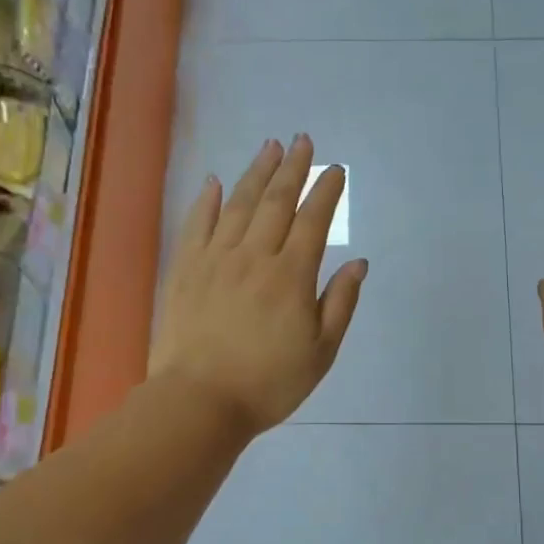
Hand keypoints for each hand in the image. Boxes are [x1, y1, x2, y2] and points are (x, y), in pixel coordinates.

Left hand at [151, 135, 367, 436]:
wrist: (199, 402)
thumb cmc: (269, 383)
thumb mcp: (321, 352)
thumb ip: (340, 303)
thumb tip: (358, 262)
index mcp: (291, 276)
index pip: (313, 221)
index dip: (326, 192)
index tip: (336, 170)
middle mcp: (254, 256)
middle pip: (276, 202)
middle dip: (292, 169)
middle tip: (302, 141)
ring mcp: (215, 260)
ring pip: (237, 205)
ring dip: (256, 173)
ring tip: (270, 148)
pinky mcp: (184, 270)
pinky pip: (196, 225)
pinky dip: (206, 200)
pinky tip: (213, 181)